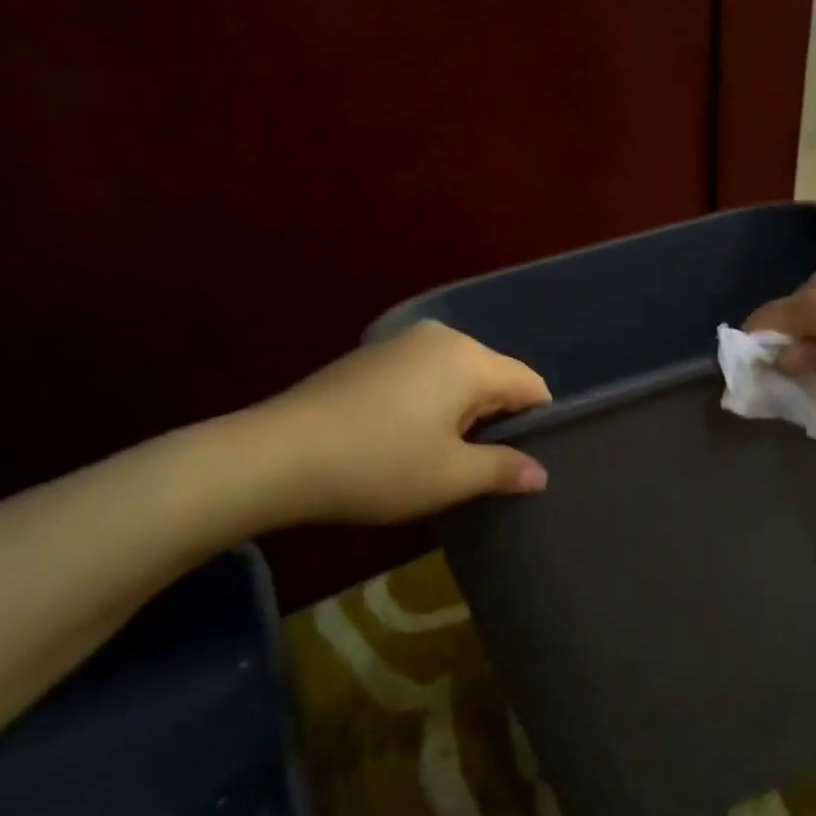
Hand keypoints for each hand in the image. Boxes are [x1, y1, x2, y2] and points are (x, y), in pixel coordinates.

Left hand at [224, 321, 551, 527]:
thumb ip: (504, 469)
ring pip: (457, 376)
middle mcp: (441, 338)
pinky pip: (423, 376)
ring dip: (462, 414)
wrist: (276, 455)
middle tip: (484, 468)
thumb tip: (540, 473)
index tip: (525, 462)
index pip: (530, 385)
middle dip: (497, 419)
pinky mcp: (370, 356)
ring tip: (444, 457)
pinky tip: (406, 439)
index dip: (538, 424)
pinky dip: (430, 403)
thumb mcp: (450, 477)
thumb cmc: (378, 465)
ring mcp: (400, 343)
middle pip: (494, 376)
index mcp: (469, 359)